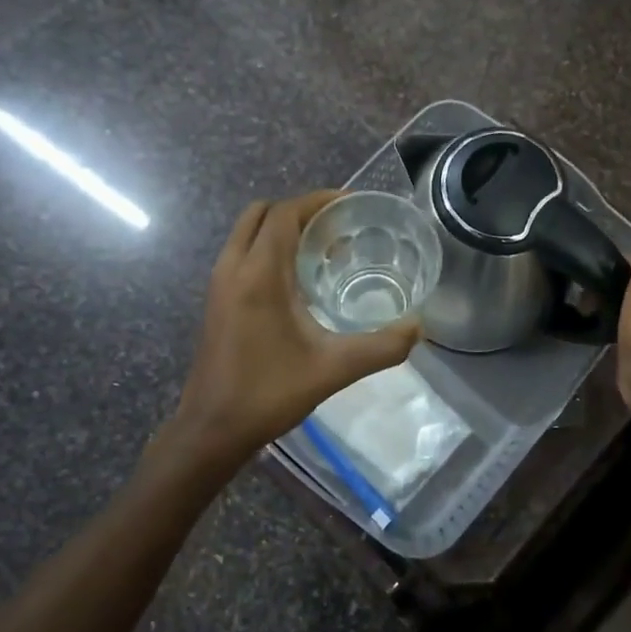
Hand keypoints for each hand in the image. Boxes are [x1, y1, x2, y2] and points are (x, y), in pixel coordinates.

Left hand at [162, 191, 420, 483]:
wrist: (211, 430)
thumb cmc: (269, 394)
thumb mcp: (333, 370)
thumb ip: (381, 347)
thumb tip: (419, 328)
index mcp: (258, 274)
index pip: (284, 214)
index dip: (318, 201)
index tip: (351, 205)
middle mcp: (233, 268)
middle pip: (262, 213)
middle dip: (300, 212)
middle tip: (337, 229)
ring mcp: (219, 283)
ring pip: (248, 232)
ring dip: (282, 230)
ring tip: (322, 252)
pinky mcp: (216, 300)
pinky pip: (242, 254)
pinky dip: (268, 249)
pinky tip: (299, 283)